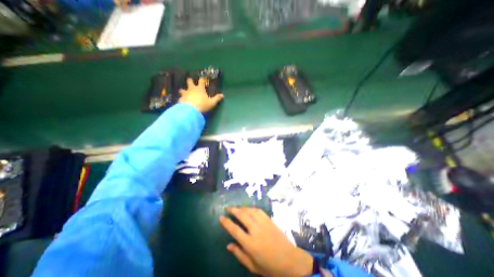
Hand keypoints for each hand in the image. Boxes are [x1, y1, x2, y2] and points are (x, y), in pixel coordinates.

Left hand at [178, 77, 223, 112]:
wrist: (190, 110)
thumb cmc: (202, 105)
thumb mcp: (212, 103)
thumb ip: (217, 98)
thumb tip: (222, 95)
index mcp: (200, 89)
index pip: (201, 81)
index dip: (202, 79)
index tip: (202, 78)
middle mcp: (192, 89)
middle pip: (189, 82)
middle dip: (190, 81)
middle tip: (190, 80)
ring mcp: (185, 94)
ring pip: (182, 90)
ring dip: (183, 90)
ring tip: (182, 92)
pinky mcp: (181, 99)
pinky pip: (180, 98)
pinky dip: (181, 99)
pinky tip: (182, 101)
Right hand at [220, 207, 311, 275]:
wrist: (290, 260)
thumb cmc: (269, 266)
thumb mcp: (252, 266)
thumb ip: (239, 254)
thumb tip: (228, 245)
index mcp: (250, 244)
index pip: (235, 230)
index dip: (227, 223)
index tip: (221, 217)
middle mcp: (256, 230)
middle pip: (242, 216)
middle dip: (234, 210)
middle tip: (227, 208)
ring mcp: (264, 223)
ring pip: (250, 211)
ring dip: (242, 208)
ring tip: (236, 207)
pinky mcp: (269, 220)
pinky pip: (258, 210)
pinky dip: (251, 208)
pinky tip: (248, 208)